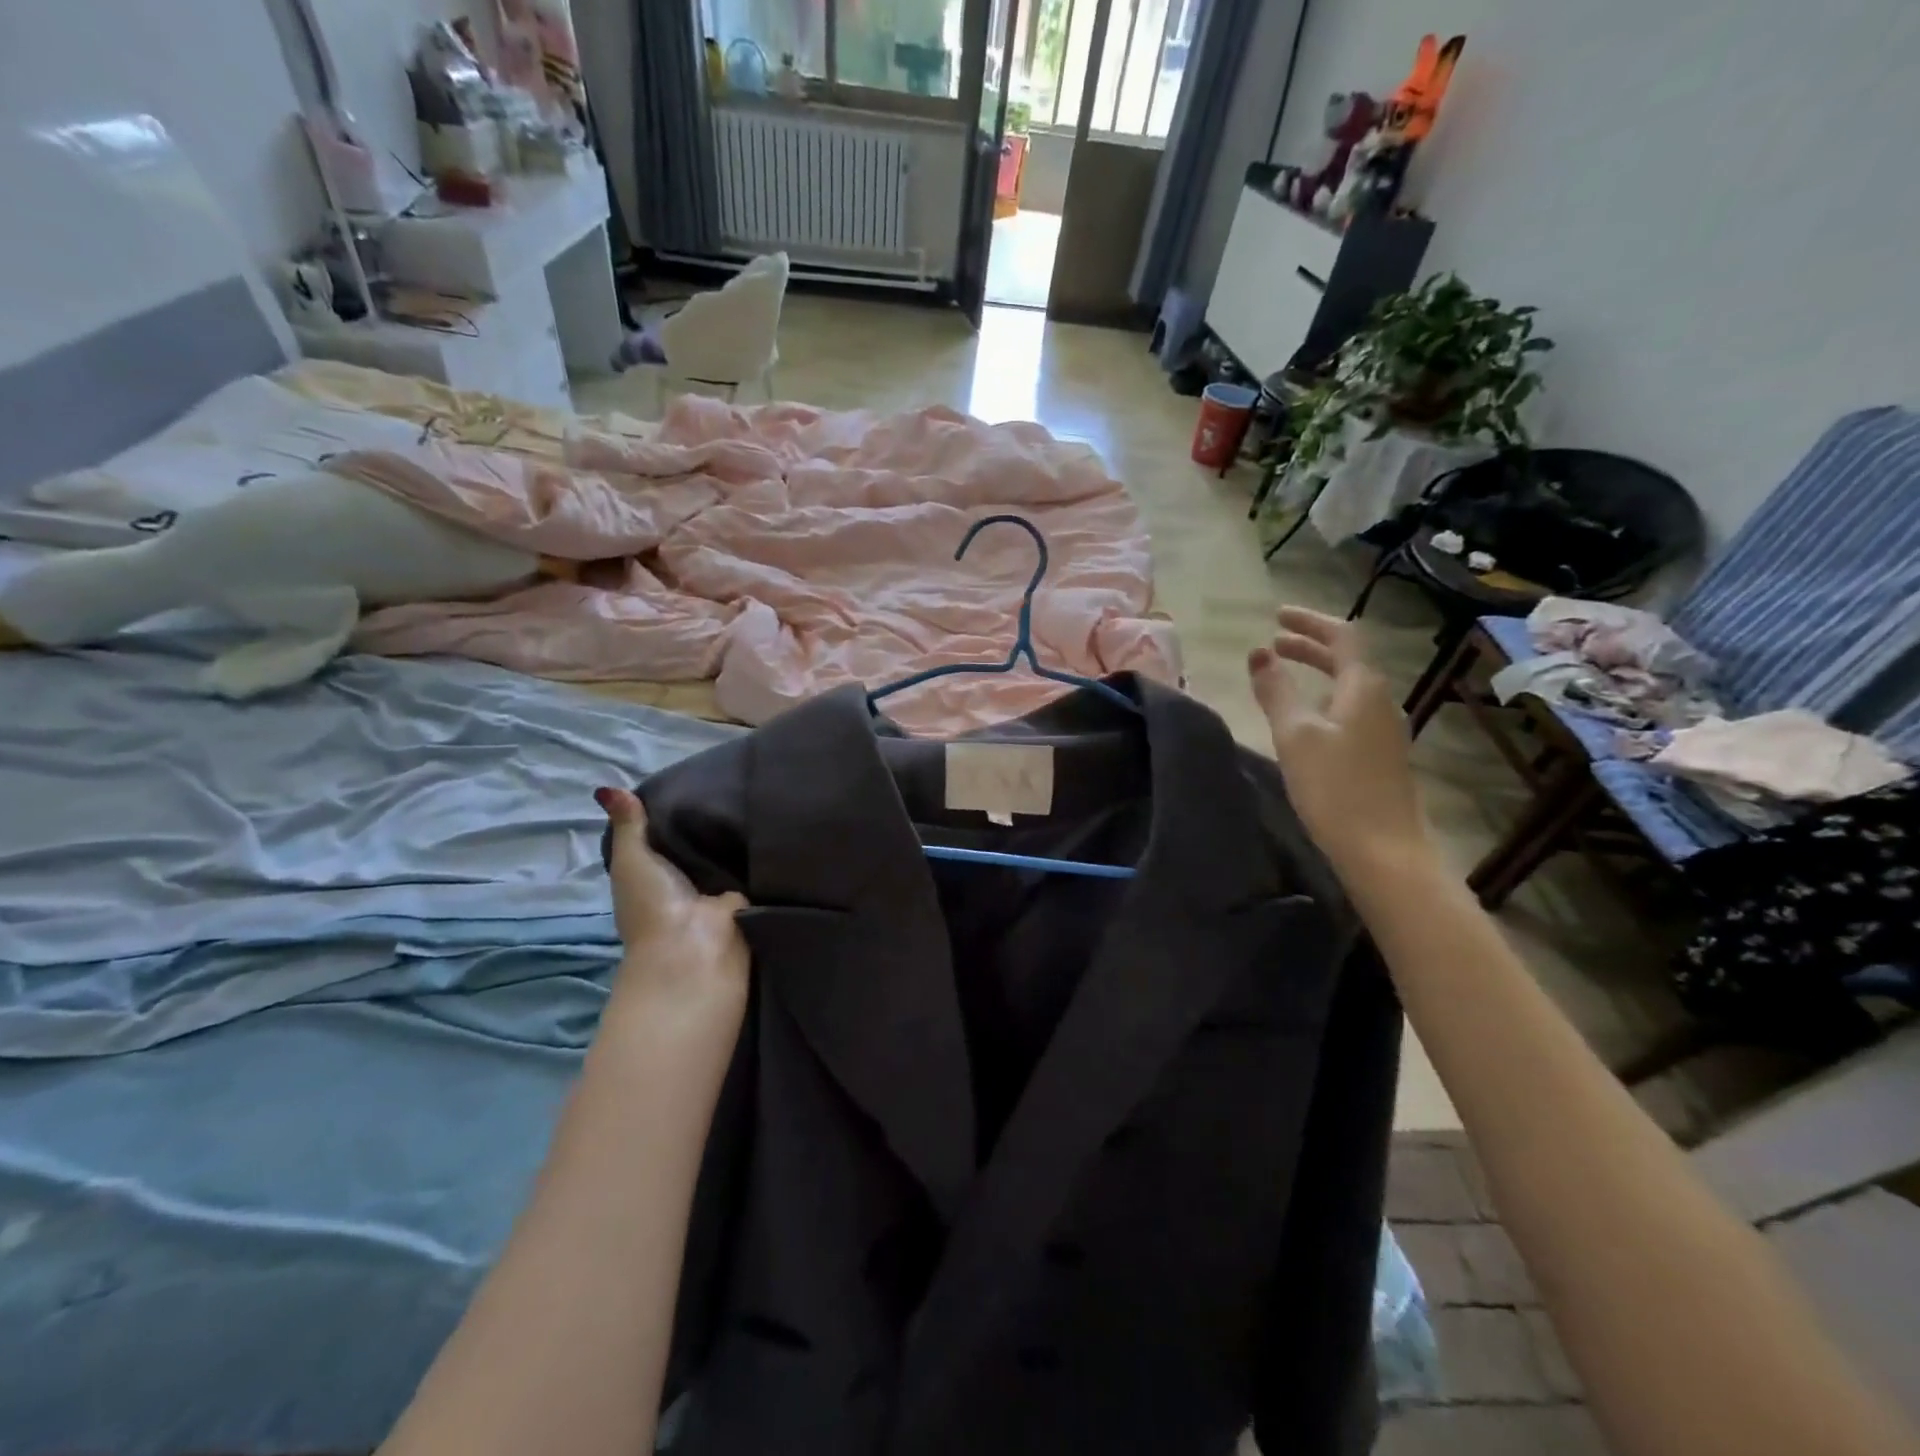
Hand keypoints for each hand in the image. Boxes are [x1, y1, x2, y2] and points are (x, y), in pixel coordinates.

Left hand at [595, 787, 749, 1016]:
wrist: (693, 948)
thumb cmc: (653, 903)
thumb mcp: (632, 858)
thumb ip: (627, 824)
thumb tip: (605, 786)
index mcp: (655, 873)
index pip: (667, 835)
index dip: (676, 810)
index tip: (695, 776)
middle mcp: (687, 880)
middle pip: (701, 842)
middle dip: (713, 819)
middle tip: (734, 779)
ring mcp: (719, 888)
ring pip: (730, 852)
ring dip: (740, 833)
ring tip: (758, 793)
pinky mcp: (749, 894)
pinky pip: (754, 864)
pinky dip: (762, 849)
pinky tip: (775, 819)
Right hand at [1247, 607, 1432, 882]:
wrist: (1384, 851)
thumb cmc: (1335, 788)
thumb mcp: (1295, 735)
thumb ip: (1275, 691)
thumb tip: (1258, 652)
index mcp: (1363, 688)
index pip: (1342, 636)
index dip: (1309, 622)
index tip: (1276, 616)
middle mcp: (1381, 702)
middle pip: (1347, 660)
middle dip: (1310, 647)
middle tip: (1274, 644)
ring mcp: (1385, 731)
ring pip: (1348, 687)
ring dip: (1317, 673)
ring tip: (1284, 676)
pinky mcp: (1381, 757)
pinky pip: (1351, 711)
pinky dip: (1324, 700)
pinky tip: (1306, 721)